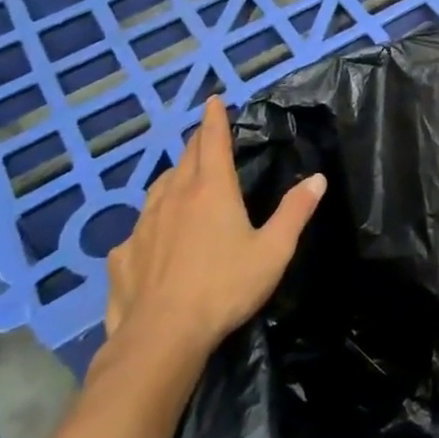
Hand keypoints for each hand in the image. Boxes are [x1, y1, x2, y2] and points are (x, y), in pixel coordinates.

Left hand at [99, 96, 325, 385]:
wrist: (161, 337)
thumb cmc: (225, 287)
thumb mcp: (273, 251)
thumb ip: (295, 212)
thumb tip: (317, 179)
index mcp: (211, 190)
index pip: (212, 141)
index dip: (214, 119)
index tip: (212, 100)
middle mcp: (174, 197)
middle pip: (185, 159)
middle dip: (197, 143)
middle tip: (205, 137)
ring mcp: (142, 226)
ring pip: (159, 189)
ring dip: (173, 178)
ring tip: (182, 181)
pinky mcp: (121, 256)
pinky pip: (138, 229)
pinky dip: (151, 224)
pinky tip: (153, 241)